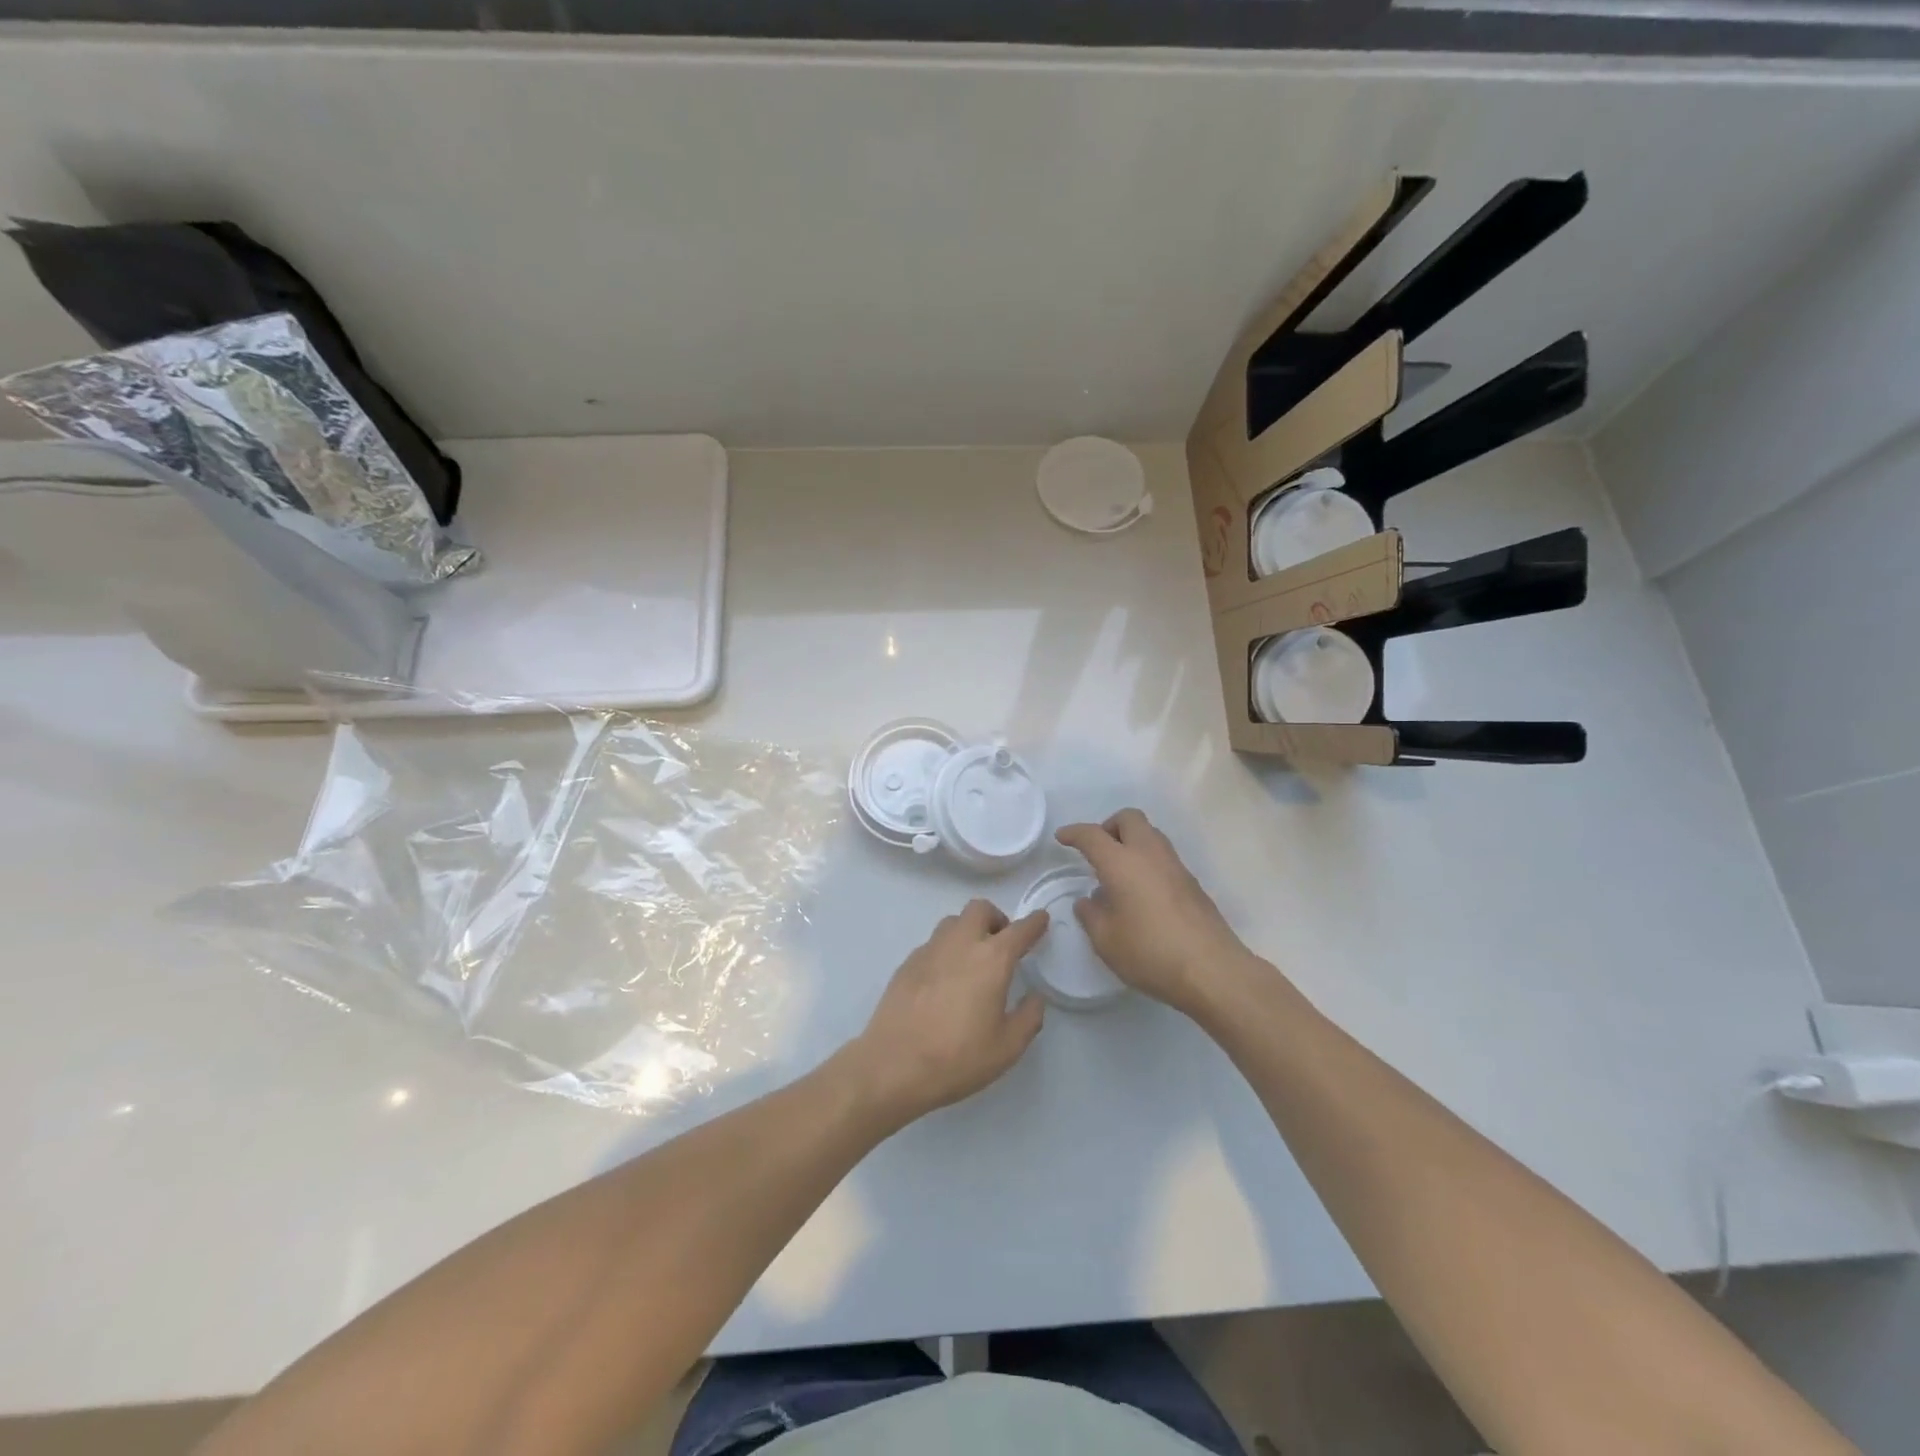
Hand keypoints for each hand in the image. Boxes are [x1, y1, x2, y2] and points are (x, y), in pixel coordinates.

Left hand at [843, 900, 1048, 1128]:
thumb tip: (1034, 998)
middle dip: (996, 918)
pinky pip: (933, 943)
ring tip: (973, 959)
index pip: (1019, 930)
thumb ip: (1028, 1018)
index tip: (1041, 920)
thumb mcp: (1007, 1048)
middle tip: (1002, 942)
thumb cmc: (957, 1058)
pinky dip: (946, 950)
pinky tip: (945, 979)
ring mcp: (930, 950)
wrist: (893, 1065)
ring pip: (953, 922)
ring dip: (969, 930)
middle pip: (980, 909)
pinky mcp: (907, 962)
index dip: (1034, 923)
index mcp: (991, 959)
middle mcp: (961, 944)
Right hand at [1055, 809, 1256, 1015]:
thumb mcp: (1106, 940)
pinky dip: (1147, 861)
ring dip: (1131, 842)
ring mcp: (1175, 866)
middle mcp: (1149, 854)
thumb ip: (1091, 915)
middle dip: (1109, 827)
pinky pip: (1163, 857)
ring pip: (1150, 834)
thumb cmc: (1150, 952)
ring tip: (1119, 873)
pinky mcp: (1192, 883)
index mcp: (1121, 863)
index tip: (1062, 837)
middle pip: (1129, 819)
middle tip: (1097, 852)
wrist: (1211, 970)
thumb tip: (1089, 901)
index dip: (1074, 833)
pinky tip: (1141, 892)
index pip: (1092, 835)